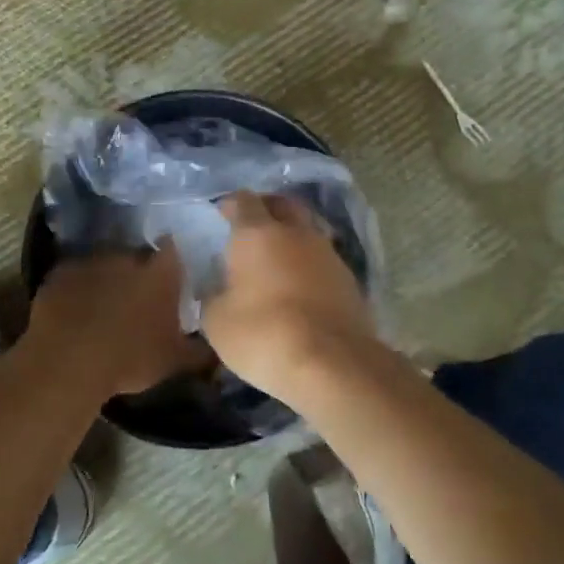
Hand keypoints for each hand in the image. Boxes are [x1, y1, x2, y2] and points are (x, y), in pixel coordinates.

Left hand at [29, 243, 209, 395]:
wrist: (69, 362)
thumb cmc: (131, 359)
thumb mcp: (175, 361)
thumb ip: (200, 351)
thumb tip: (218, 349)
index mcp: (161, 273)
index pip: (173, 249)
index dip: (171, 259)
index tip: (170, 273)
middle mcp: (128, 257)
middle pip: (137, 256)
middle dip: (137, 271)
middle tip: (136, 297)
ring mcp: (92, 261)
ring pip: (105, 264)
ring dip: (106, 278)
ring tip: (103, 305)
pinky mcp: (61, 272)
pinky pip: (74, 276)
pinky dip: (77, 288)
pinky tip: (74, 310)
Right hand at [200, 192, 375, 402]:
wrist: (331, 363)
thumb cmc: (263, 334)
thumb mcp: (217, 321)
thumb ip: (213, 296)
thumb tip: (218, 289)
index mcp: (257, 234)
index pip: (243, 201)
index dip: (231, 204)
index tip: (222, 213)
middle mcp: (295, 233)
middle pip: (283, 205)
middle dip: (267, 208)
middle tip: (253, 224)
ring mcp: (327, 254)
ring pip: (307, 231)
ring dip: (292, 237)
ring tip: (277, 258)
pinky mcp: (349, 280)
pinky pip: (323, 260)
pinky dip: (309, 265)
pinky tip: (300, 286)